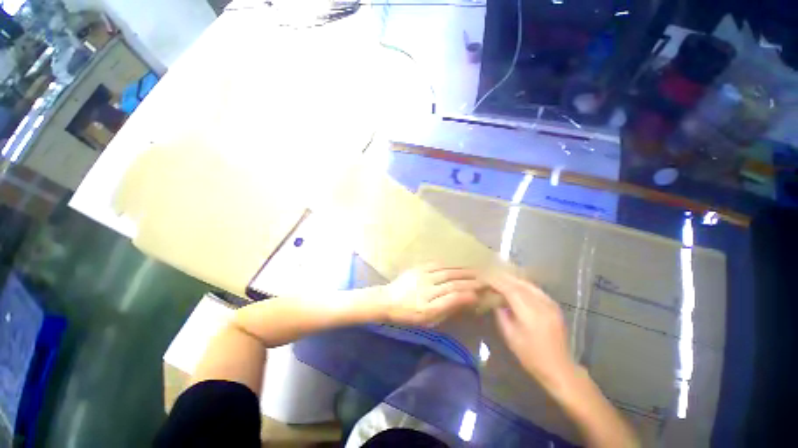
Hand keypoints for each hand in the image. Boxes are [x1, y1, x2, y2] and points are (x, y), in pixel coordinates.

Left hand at [382, 264, 482, 326]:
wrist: (386, 301)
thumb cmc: (408, 315)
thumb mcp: (428, 319)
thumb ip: (447, 310)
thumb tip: (466, 302)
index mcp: (428, 307)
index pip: (453, 298)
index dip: (469, 295)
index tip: (481, 295)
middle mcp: (426, 290)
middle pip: (454, 283)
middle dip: (472, 282)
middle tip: (486, 282)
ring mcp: (422, 277)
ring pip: (448, 272)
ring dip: (465, 272)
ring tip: (478, 273)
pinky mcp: (418, 268)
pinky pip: (439, 265)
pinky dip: (452, 266)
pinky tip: (460, 267)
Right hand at [488, 273, 575, 386]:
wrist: (557, 365)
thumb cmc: (531, 358)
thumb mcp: (512, 340)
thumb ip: (504, 319)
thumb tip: (497, 304)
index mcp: (531, 313)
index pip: (512, 290)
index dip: (498, 282)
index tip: (486, 277)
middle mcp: (543, 303)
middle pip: (523, 285)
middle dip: (507, 279)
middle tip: (492, 275)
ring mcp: (551, 304)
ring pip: (532, 286)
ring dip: (517, 281)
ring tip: (503, 279)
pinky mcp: (555, 307)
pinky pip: (538, 291)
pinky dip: (526, 288)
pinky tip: (519, 289)